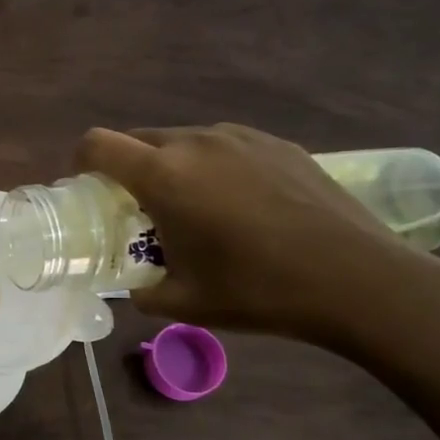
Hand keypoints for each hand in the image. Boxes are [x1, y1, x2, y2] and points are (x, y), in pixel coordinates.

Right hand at [77, 124, 439, 348]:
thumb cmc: (258, 290)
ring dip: (173, 168)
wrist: (358, 279)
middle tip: (141, 211)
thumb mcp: (183, 302)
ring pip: (183, 142)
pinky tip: (243, 207)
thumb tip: (134, 286)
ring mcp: (240, 138)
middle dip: (128, 169)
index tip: (88, 191)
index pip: (97, 145)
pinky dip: (214, 168)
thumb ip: (142, 289)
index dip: (81, 164)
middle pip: (138, 140)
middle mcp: (195, 143)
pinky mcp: (277, 144)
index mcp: (163, 176)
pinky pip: (224, 147)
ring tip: (197, 210)